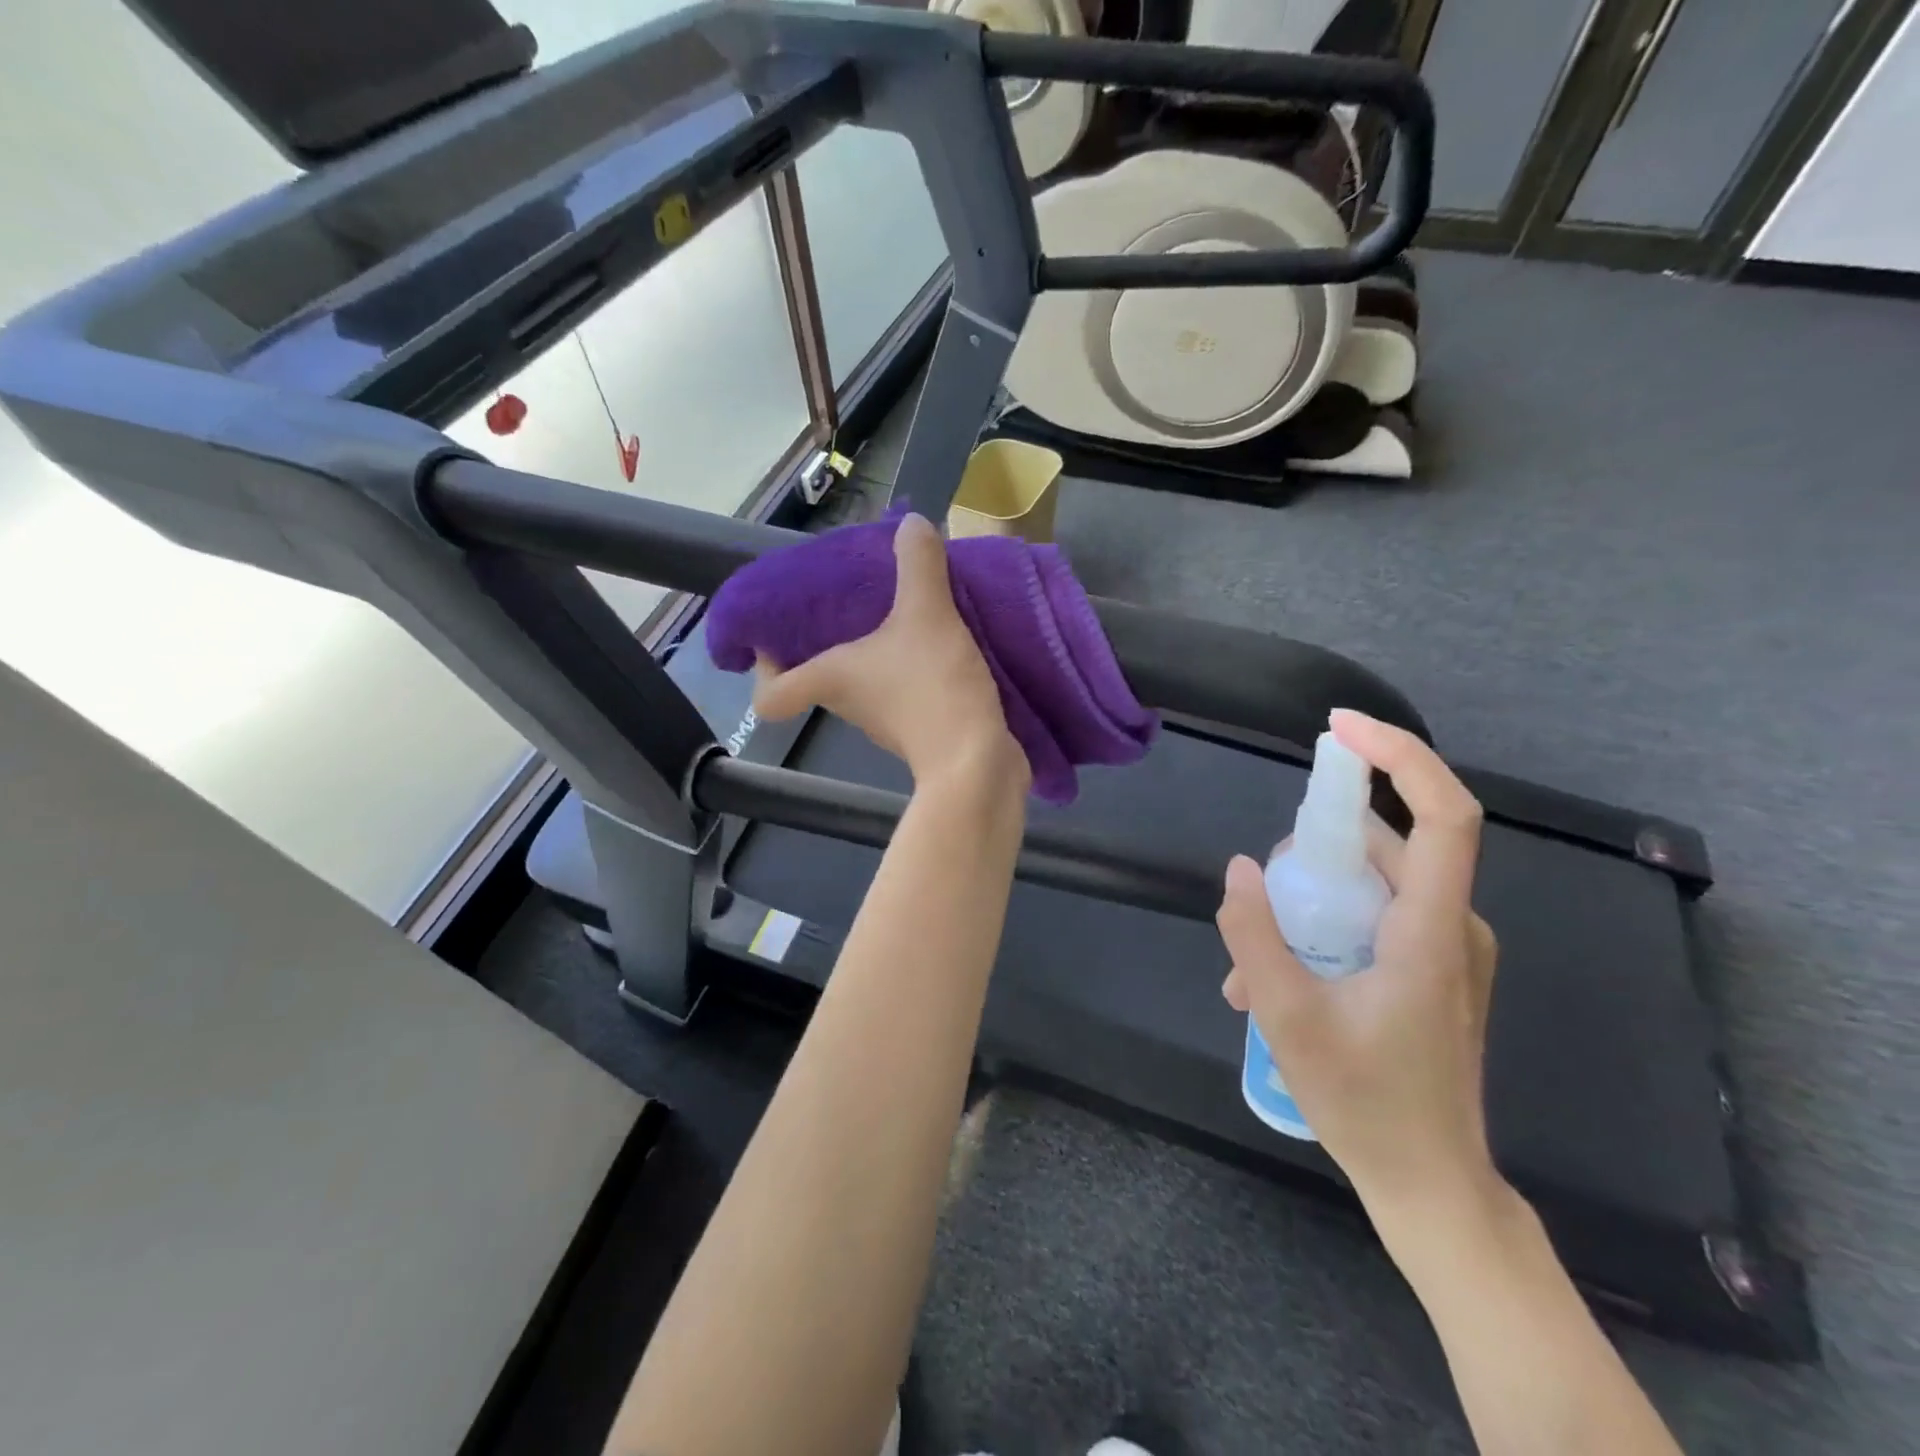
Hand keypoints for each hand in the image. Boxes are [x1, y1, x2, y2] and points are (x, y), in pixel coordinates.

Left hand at [752, 513, 1027, 793]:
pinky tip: (940, 645)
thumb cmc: (933, 689)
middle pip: (819, 677)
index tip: (772, 641)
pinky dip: (912, 673)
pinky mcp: (922, 732)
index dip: (763, 671)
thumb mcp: (927, 614)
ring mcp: (885, 723)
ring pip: (865, 684)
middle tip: (849, 603)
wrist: (978, 763)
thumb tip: (911, 524)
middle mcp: (849, 705)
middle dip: (829, 642)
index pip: (770, 696)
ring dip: (876, 655)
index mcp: (831, 678)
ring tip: (900, 614)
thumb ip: (919, 566)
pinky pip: (905, 693)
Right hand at [1217, 709, 1500, 1218]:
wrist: (1431, 1185)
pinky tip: (1278, 975)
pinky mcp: (1434, 969)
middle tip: (1261, 891)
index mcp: (1432, 933)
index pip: (1444, 815)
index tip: (1340, 730)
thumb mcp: (1288, 1017)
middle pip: (1387, 844)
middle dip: (1314, 848)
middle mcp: (1453, 928)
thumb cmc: (1366, 1103)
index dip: (1400, 756)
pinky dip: (1325, 924)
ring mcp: (1447, 950)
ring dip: (1310, 898)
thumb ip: (1255, 935)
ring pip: (1374, 882)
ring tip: (1252, 960)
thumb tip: (1241, 867)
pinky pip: (1376, 915)